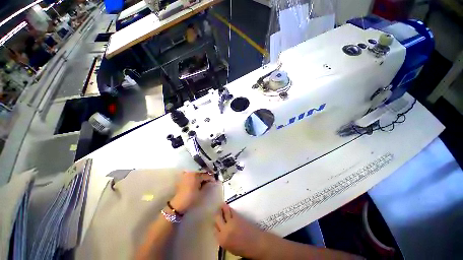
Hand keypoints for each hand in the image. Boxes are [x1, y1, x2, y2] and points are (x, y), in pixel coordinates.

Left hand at [170, 171, 214, 213]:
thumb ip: (206, 184)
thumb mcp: (201, 192)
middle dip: (206, 175)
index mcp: (195, 175)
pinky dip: (195, 176)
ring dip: (200, 175)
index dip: (211, 178)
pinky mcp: (182, 177)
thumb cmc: (191, 198)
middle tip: (210, 179)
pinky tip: (198, 180)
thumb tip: (211, 181)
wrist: (178, 204)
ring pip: (196, 173)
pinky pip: (191, 174)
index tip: (215, 180)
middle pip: (201, 172)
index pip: (206, 175)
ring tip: (205, 179)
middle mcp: (190, 172)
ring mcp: (186, 174)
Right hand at [214, 203, 266, 258]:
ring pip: (224, 212)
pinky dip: (229, 208)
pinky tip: (228, 207)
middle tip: (217, 211)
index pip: (214, 229)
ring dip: (222, 207)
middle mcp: (224, 230)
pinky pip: (231, 210)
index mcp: (222, 240)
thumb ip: (223, 239)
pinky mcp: (237, 217)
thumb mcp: (230, 248)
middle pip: (217, 218)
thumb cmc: (243, 249)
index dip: (215, 224)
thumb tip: (221, 232)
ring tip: (221, 205)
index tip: (216, 222)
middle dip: (217, 214)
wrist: (256, 243)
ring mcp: (231, 222)